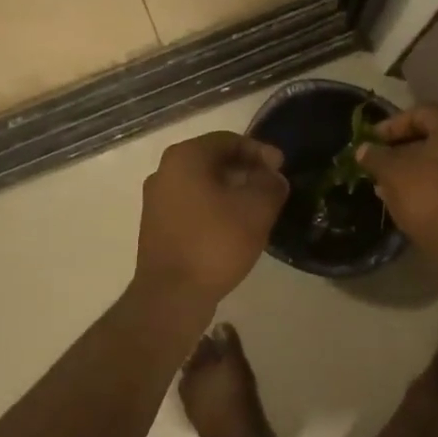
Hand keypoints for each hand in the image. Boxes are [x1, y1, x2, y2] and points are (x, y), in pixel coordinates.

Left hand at [134, 132, 288, 307]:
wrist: (171, 295)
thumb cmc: (214, 243)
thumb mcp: (256, 209)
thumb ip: (270, 185)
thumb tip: (272, 177)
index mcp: (185, 157)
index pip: (228, 140)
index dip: (260, 151)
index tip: (281, 169)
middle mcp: (164, 171)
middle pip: (213, 160)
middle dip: (245, 170)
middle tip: (271, 187)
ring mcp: (156, 200)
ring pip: (202, 184)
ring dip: (231, 191)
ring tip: (257, 208)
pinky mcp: (156, 226)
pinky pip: (192, 205)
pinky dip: (215, 208)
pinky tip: (234, 227)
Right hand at [356, 105, 437, 245]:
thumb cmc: (426, 193)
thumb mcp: (391, 171)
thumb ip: (375, 156)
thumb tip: (363, 150)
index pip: (418, 114)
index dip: (389, 127)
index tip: (369, 143)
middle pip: (432, 136)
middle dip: (401, 149)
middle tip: (377, 162)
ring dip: (413, 167)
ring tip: (386, 183)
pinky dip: (430, 181)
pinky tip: (407, 197)